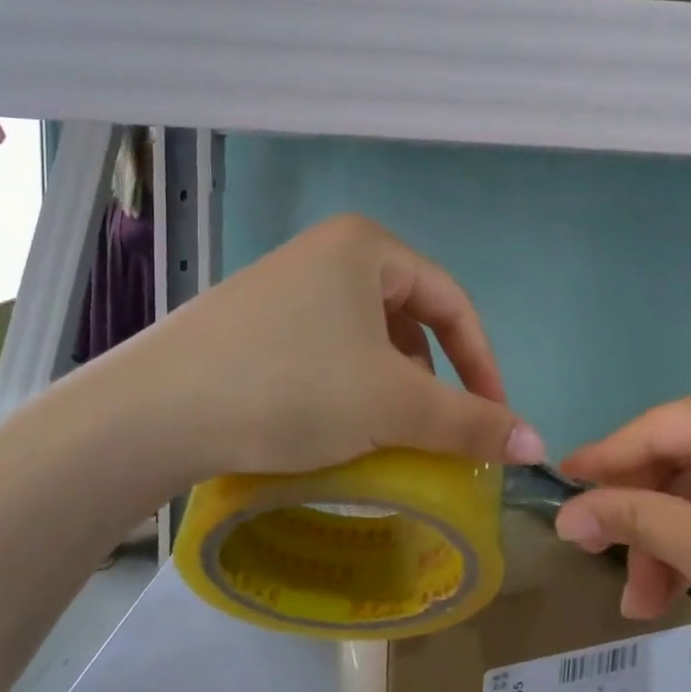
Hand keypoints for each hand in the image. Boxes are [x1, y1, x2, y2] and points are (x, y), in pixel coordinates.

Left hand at [110, 214, 545, 481]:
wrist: (151, 414)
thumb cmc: (291, 388)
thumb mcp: (393, 406)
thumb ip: (471, 422)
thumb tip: (538, 444)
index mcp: (367, 247)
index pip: (453, 303)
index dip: (483, 364)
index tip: (494, 420)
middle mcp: (327, 252)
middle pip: (410, 318)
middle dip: (432, 377)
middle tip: (434, 428)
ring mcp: (284, 285)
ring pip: (367, 337)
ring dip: (391, 385)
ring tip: (386, 431)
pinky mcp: (252, 321)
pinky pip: (326, 348)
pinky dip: (348, 386)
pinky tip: (334, 424)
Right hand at [555, 375, 690, 691]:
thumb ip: (635, 520)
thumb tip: (567, 513)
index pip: (659, 427)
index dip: (604, 461)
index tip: (557, 489)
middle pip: (683, 459)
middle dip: (645, 521)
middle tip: (606, 570)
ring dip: (675, 541)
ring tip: (647, 603)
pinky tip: (690, 586)